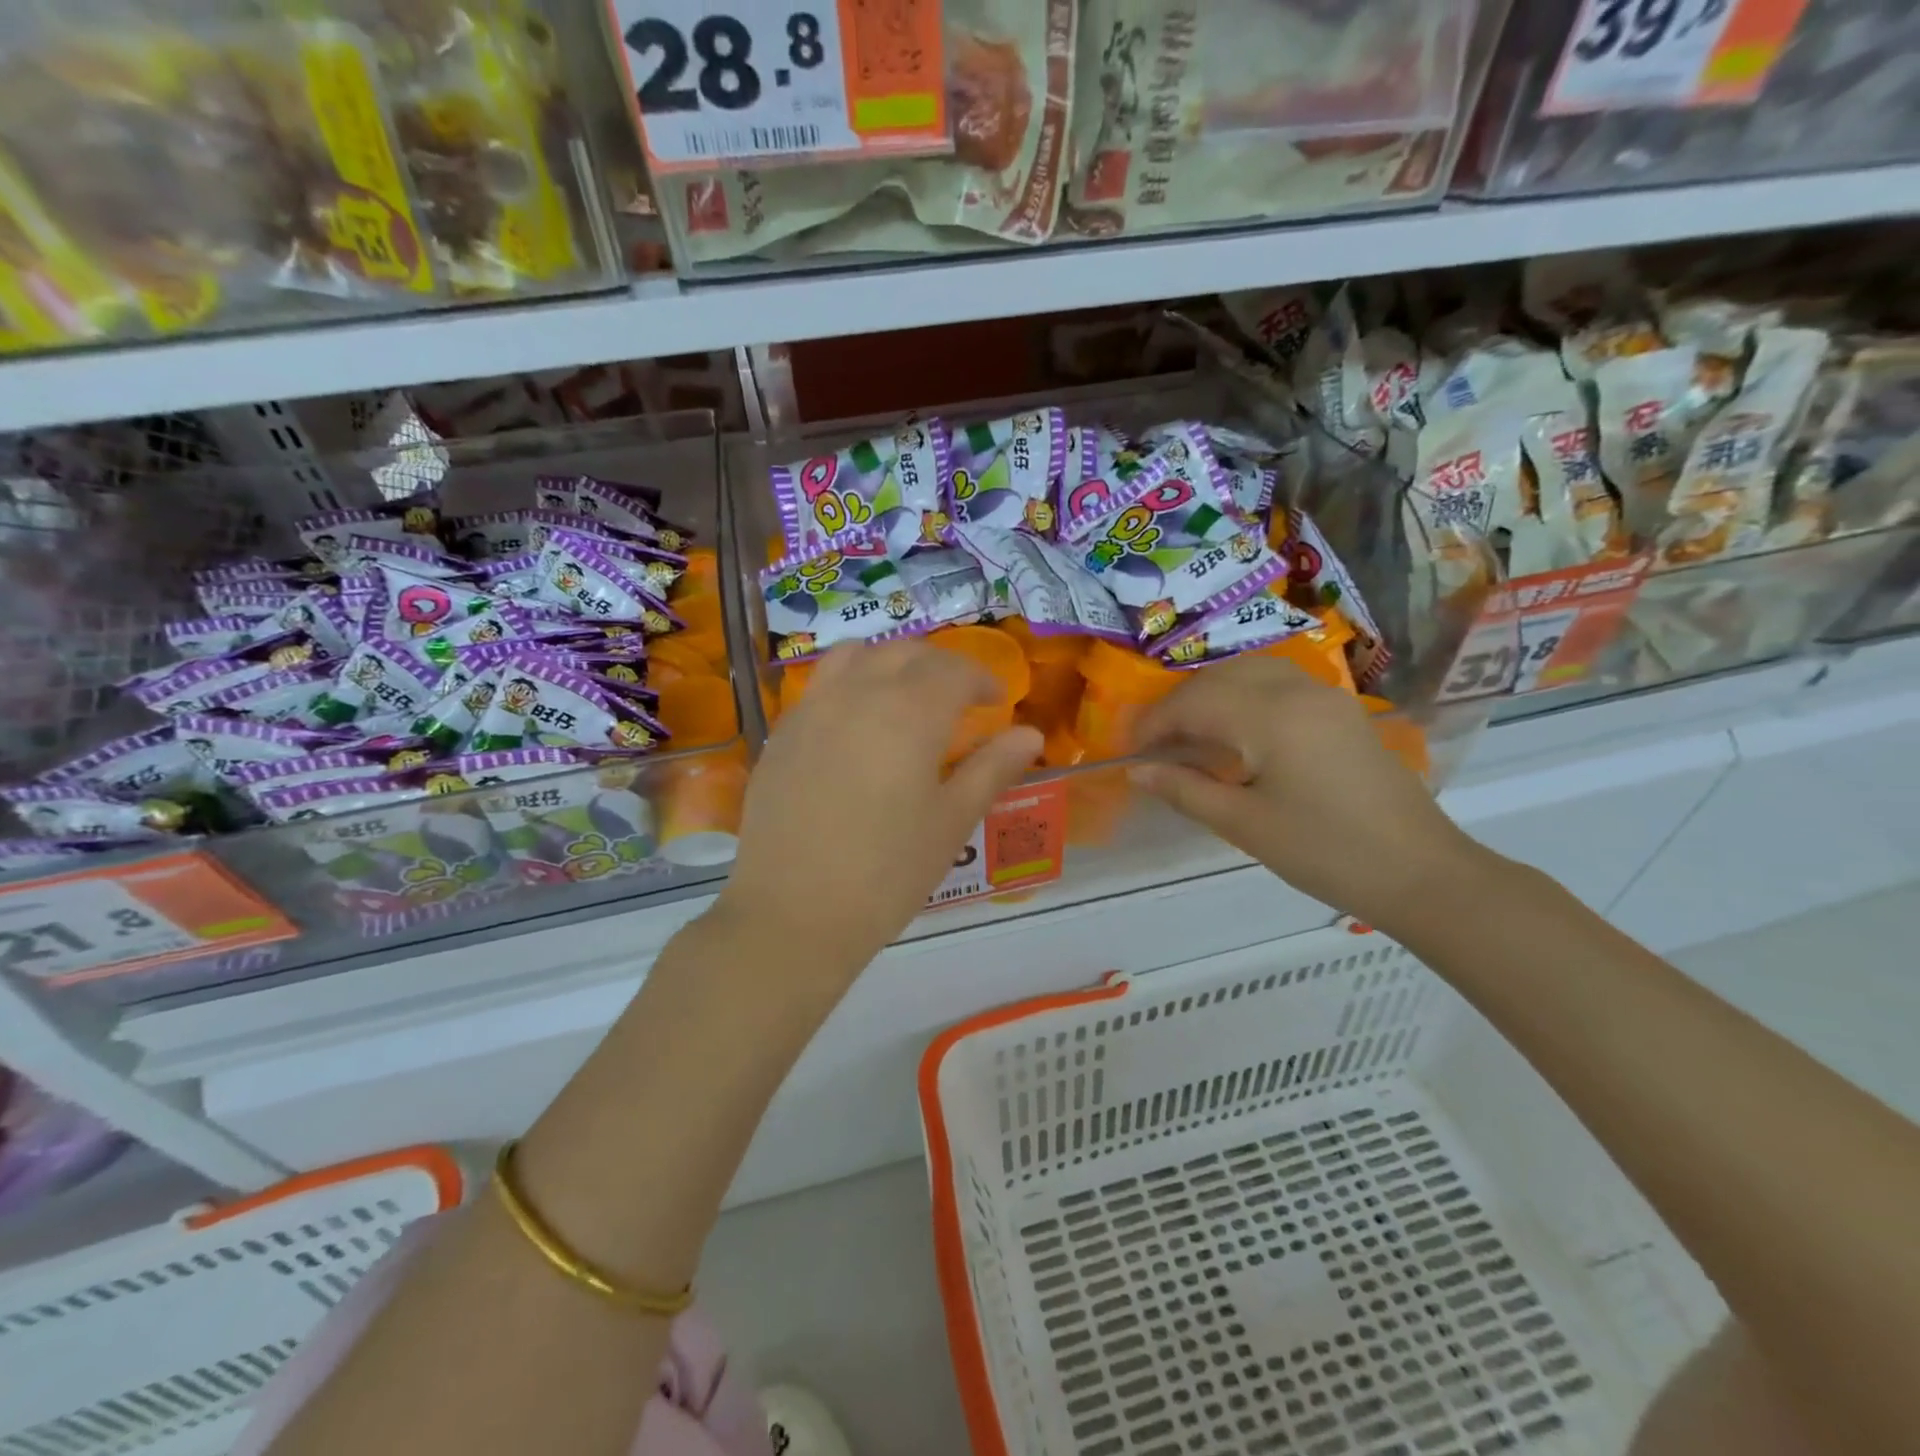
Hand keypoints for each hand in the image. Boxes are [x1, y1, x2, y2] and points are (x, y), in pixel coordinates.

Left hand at [713, 641, 1042, 981]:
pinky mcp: (782, 734)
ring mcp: (812, 710)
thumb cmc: (887, 874)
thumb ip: (991, 769)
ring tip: (905, 696)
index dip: (981, 679)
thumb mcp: (951, 822)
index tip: (996, 702)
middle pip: (905, 652)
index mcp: (909, 713)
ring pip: (856, 656)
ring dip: (890, 662)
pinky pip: (821, 685)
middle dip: (940, 666)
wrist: (792, 914)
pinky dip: (850, 684)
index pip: (953, 670)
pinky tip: (857, 726)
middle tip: (959, 698)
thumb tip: (1030, 734)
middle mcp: (858, 694)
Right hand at [1129, 655, 1480, 927]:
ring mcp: (1326, 696)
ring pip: (1251, 672)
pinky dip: (1244, 696)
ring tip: (1191, 735)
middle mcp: (1298, 690)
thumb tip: (1138, 770)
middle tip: (1156, 744)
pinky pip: (1279, 684)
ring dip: (1212, 694)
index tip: (1130, 751)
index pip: (1194, 702)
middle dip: (1180, 705)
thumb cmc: (1324, 852)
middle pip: (1220, 677)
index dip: (1154, 722)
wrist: (1419, 871)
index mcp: (1271, 716)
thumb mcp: (1243, 825)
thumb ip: (1185, 790)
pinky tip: (1237, 732)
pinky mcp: (1342, 711)